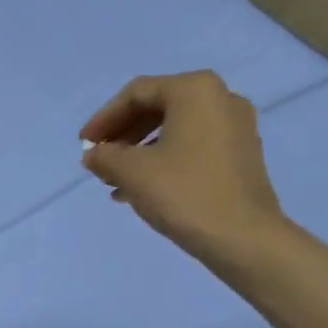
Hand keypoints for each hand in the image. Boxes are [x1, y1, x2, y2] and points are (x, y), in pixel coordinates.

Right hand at [80, 71, 285, 261]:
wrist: (243, 237)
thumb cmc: (184, 193)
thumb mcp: (131, 172)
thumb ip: (104, 156)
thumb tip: (94, 155)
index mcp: (195, 90)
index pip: (136, 93)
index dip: (104, 118)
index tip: (84, 145)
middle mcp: (221, 98)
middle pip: (157, 107)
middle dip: (122, 134)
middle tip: (99, 158)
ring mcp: (236, 127)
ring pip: (174, 129)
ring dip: (139, 150)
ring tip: (115, 179)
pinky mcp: (241, 154)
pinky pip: (192, 145)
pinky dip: (163, 159)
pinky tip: (141, 188)